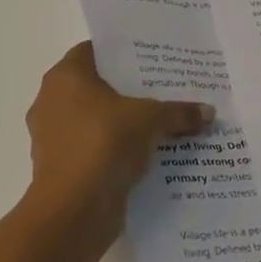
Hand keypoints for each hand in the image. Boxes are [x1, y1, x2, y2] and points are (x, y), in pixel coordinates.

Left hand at [23, 42, 213, 233]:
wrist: (73, 211)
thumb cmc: (104, 143)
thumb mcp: (151, 120)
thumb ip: (179, 112)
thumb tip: (209, 112)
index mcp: (65, 77)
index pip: (93, 50)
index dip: (122, 52)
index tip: (152, 58)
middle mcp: (52, 102)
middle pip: (96, 86)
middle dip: (128, 89)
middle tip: (164, 88)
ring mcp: (53, 137)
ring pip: (95, 120)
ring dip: (123, 122)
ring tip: (162, 121)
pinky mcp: (61, 168)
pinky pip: (94, 149)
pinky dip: (116, 150)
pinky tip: (148, 153)